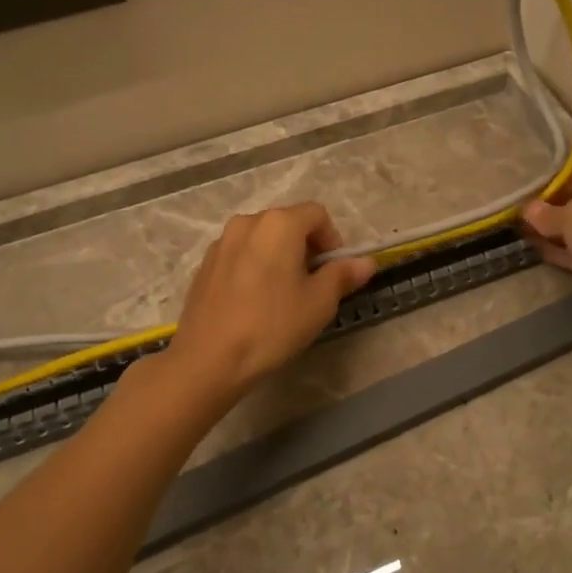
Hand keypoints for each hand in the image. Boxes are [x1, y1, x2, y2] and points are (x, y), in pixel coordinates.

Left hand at [167, 203, 375, 395]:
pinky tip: (254, 301)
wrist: (209, 358)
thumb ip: (343, 275)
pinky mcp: (205, 264)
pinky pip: (240, 254)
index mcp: (279, 224)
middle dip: (306, 246)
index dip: (332, 239)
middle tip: (313, 283)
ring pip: (262, 238)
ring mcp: (221, 242)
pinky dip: (255, 266)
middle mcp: (247, 222)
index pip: (316, 214)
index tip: (335, 271)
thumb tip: (366, 262)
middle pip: (287, 222)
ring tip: (283, 293)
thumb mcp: (319, 303)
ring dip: (279, 255)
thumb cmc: (273, 325)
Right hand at [521, 166, 571, 342]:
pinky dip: (559, 252)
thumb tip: (527, 210)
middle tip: (515, 216)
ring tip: (517, 234)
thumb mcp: (570, 215)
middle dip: (547, 210)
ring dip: (551, 233)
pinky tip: (534, 251)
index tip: (522, 196)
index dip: (550, 184)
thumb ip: (545, 212)